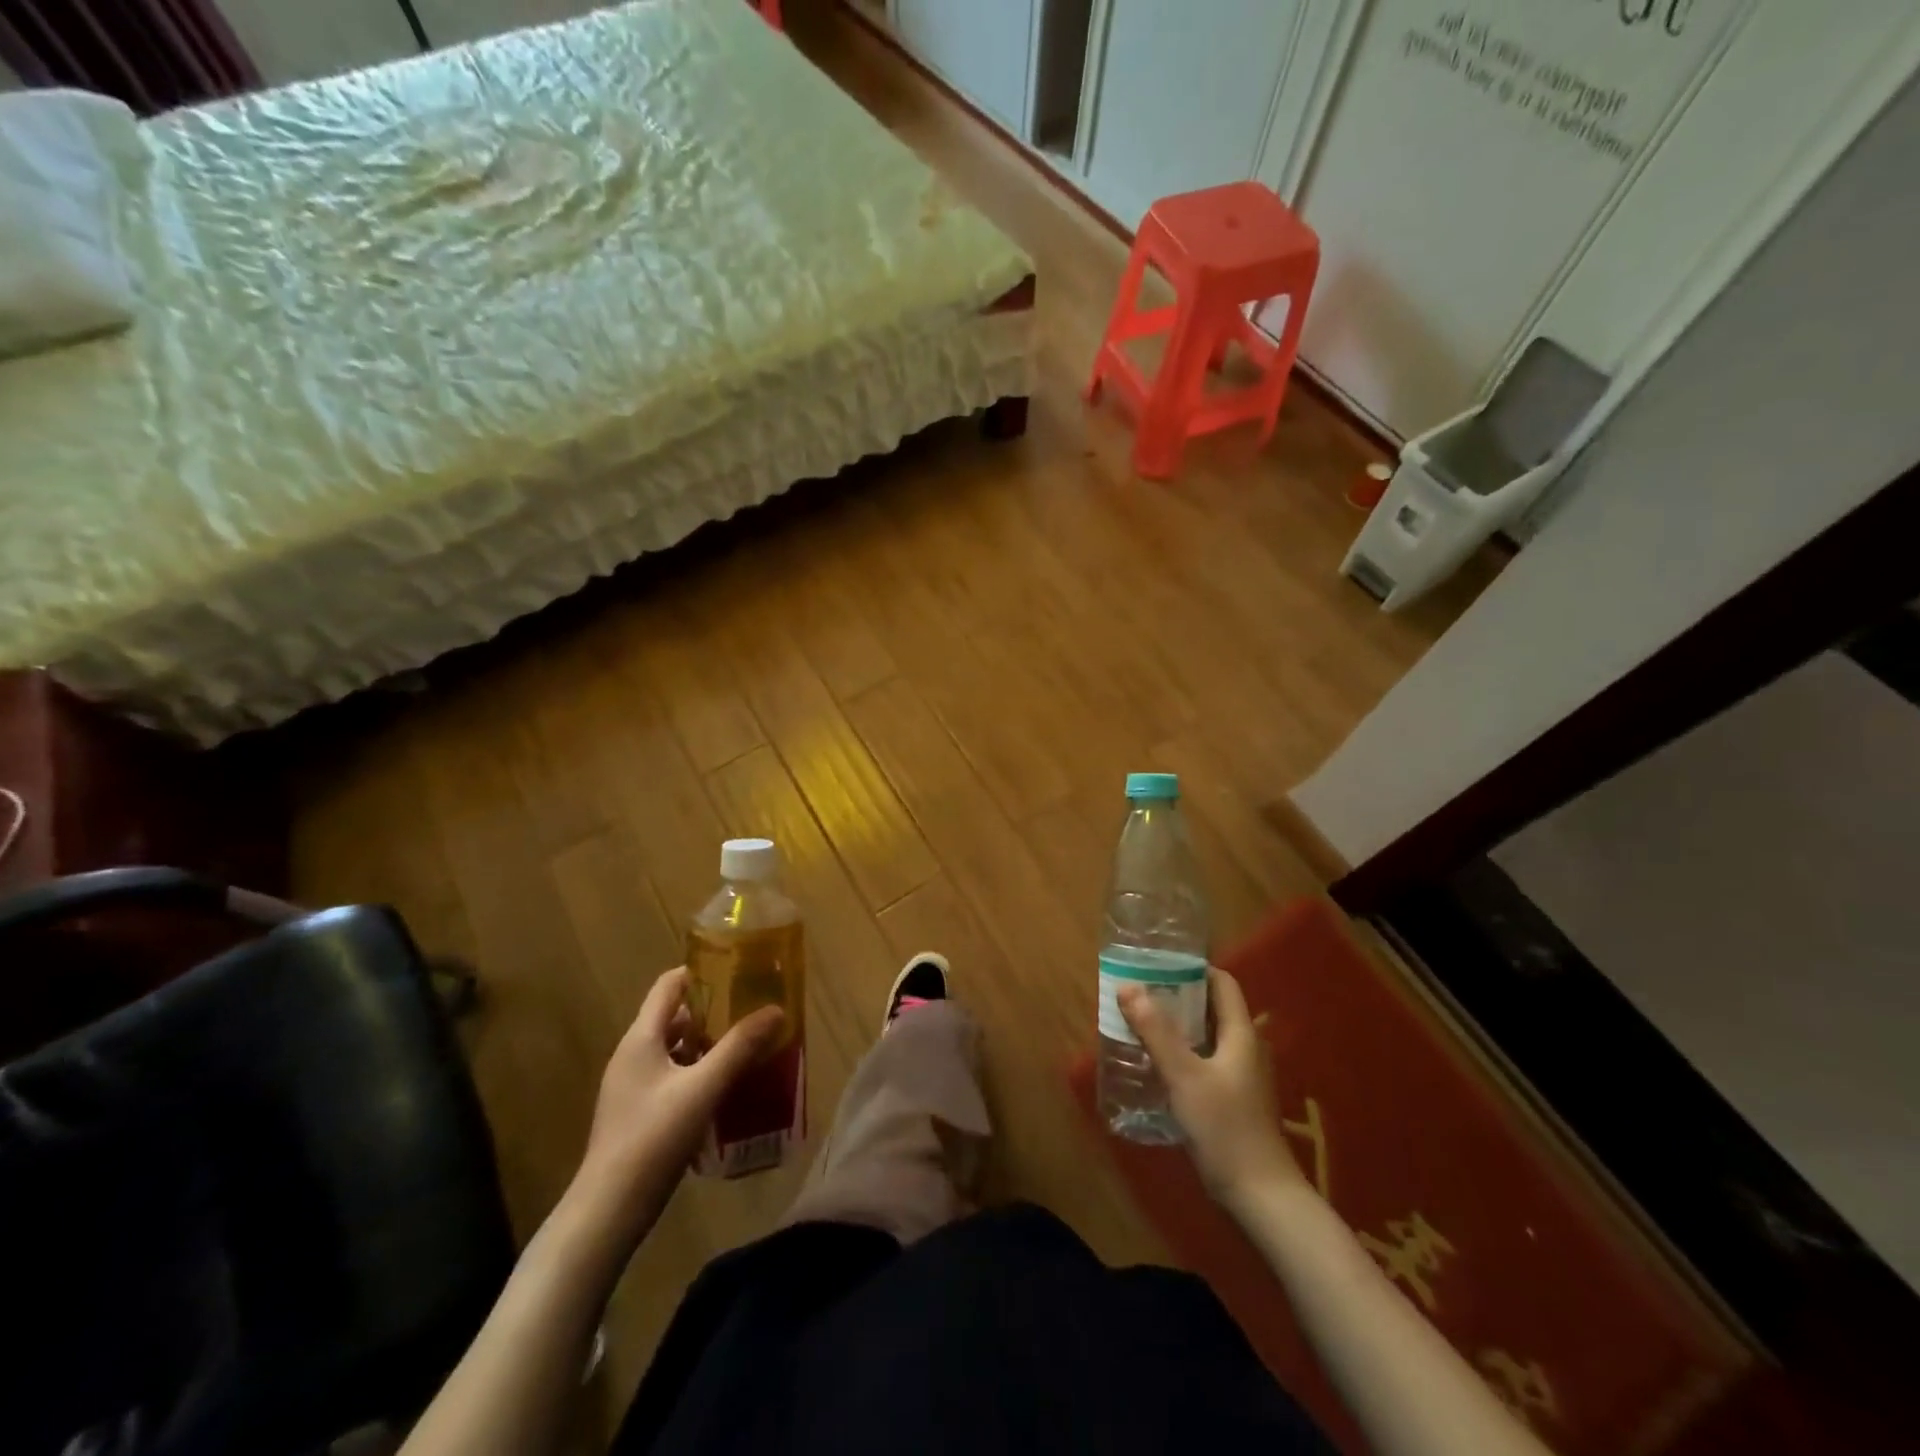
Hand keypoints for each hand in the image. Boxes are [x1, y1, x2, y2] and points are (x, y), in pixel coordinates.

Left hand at [572, 967, 784, 1232]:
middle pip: (676, 1017)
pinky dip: (700, 1074)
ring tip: (749, 1046)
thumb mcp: (703, 1088)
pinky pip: (674, 1078)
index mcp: (641, 1039)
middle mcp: (633, 1055)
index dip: (702, 972)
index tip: (738, 971)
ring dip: (710, 1045)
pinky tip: (728, 1088)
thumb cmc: (653, 1139)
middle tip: (754, 1010)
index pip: (670, 985)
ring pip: (677, 1050)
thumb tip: (776, 1009)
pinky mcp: (639, 1114)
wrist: (607, 1212)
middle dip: (715, 1011)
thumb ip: (739, 1047)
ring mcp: (634, 1087)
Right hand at [1119, 968, 1304, 1209]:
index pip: (1223, 983)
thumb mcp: (1184, 1075)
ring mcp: (1242, 1077)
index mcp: (1241, 1034)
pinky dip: (1183, 1053)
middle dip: (1178, 996)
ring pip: (1207, 1037)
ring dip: (1178, 1026)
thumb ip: (1156, 1030)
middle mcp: (1245, 1049)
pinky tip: (1157, 1063)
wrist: (1261, 1196)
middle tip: (1140, 991)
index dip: (1194, 968)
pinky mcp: (1233, 1101)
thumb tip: (1128, 986)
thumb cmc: (1224, 1128)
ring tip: (1141, 1022)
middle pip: (1213, 1008)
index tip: (1159, 964)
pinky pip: (1205, 1061)